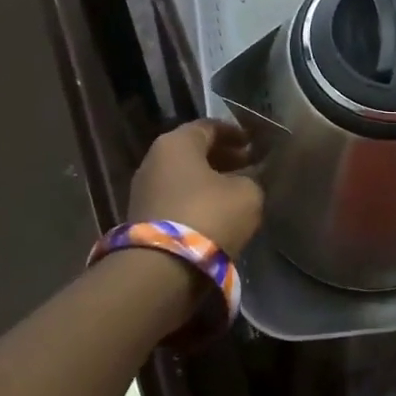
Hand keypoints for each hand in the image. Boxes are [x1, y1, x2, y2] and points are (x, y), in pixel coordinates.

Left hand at [128, 120, 263, 254]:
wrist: (163, 268)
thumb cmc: (209, 215)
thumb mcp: (247, 194)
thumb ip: (252, 180)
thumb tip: (248, 180)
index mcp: (177, 142)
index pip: (209, 127)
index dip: (235, 133)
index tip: (253, 143)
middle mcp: (154, 159)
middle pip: (193, 151)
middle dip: (222, 157)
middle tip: (248, 165)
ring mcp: (143, 190)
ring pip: (183, 176)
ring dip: (209, 180)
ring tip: (236, 190)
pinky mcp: (142, 218)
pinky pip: (175, 199)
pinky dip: (196, 200)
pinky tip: (216, 212)